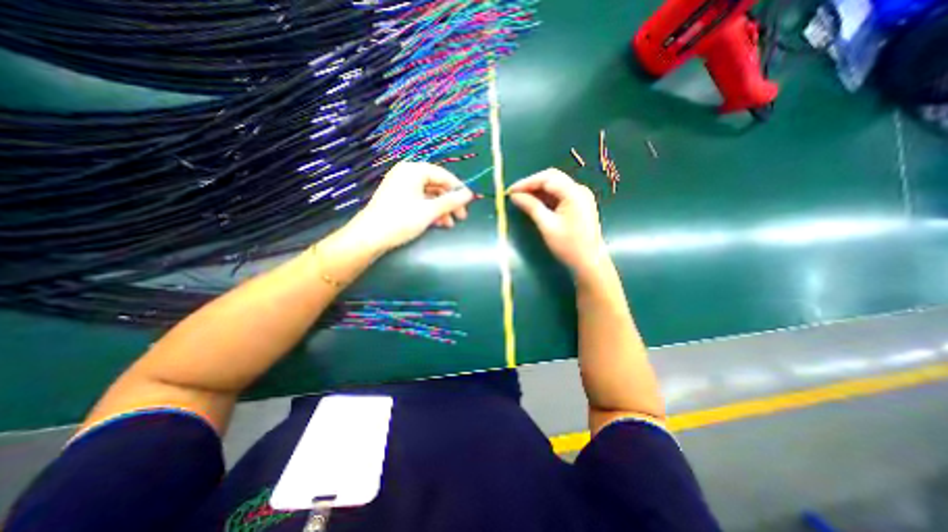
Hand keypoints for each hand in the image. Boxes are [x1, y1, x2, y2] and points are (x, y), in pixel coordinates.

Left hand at [345, 160, 474, 253]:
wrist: (369, 237)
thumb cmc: (401, 220)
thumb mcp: (429, 211)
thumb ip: (451, 201)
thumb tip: (470, 194)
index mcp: (413, 171)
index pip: (442, 175)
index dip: (457, 188)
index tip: (469, 202)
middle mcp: (407, 174)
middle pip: (436, 185)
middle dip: (449, 202)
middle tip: (461, 216)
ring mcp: (401, 187)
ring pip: (429, 195)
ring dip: (442, 209)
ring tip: (450, 224)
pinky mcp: (398, 199)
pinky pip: (420, 201)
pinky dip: (430, 211)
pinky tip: (438, 223)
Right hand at [508, 168, 610, 278]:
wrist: (590, 262)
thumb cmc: (568, 245)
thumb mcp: (547, 226)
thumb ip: (531, 207)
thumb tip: (514, 196)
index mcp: (574, 193)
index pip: (547, 178)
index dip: (527, 182)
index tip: (510, 191)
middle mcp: (579, 190)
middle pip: (552, 178)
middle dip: (532, 184)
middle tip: (515, 194)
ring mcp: (581, 196)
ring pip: (555, 185)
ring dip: (538, 190)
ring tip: (522, 199)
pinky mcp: (579, 204)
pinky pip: (560, 194)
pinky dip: (546, 197)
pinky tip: (535, 203)